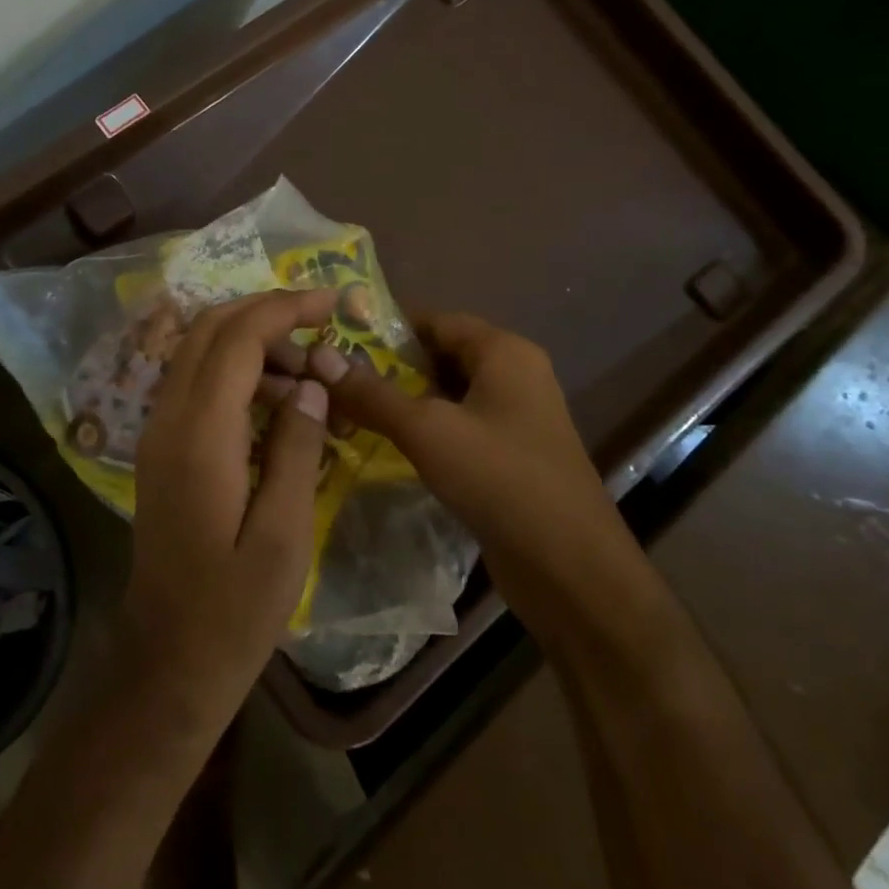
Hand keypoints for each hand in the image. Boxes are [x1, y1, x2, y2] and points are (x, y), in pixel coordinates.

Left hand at [118, 289, 337, 736]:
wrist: (167, 661)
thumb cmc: (234, 610)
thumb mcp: (283, 534)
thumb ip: (297, 448)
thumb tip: (310, 384)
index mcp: (199, 436)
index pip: (236, 339)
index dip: (284, 308)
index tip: (332, 301)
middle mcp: (166, 420)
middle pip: (208, 331)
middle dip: (265, 315)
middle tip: (323, 330)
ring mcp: (156, 434)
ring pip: (198, 354)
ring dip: (251, 346)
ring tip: (309, 379)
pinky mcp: (159, 451)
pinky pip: (195, 387)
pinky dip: (235, 375)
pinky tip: (276, 407)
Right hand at [312, 311, 629, 592]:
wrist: (569, 568)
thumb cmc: (499, 479)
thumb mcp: (427, 430)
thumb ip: (372, 393)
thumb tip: (319, 358)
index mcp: (504, 352)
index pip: (436, 320)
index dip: (386, 328)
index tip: (336, 340)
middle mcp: (514, 376)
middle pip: (441, 356)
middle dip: (389, 367)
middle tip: (334, 379)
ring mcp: (515, 418)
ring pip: (447, 394)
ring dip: (403, 401)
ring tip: (348, 409)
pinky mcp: (509, 456)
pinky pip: (458, 427)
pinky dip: (424, 429)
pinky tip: (386, 444)